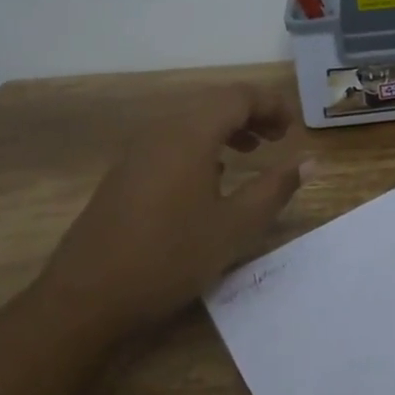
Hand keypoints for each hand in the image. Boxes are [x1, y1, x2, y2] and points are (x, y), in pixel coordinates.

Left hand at [47, 84, 311, 329]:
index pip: (239, 96)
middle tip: (278, 139)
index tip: (294, 129)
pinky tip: (210, 179)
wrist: (85, 298)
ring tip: (251, 153)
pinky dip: (201, 145)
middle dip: (251, 114)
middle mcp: (163, 130)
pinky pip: (172, 140)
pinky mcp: (125, 173)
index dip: (272, 105)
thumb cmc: (169, 257)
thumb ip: (275, 188)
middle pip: (214, 103)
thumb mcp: (235, 227)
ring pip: (191, 121)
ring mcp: (138, 151)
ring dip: (226, 129)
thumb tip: (309, 161)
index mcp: (191, 133)